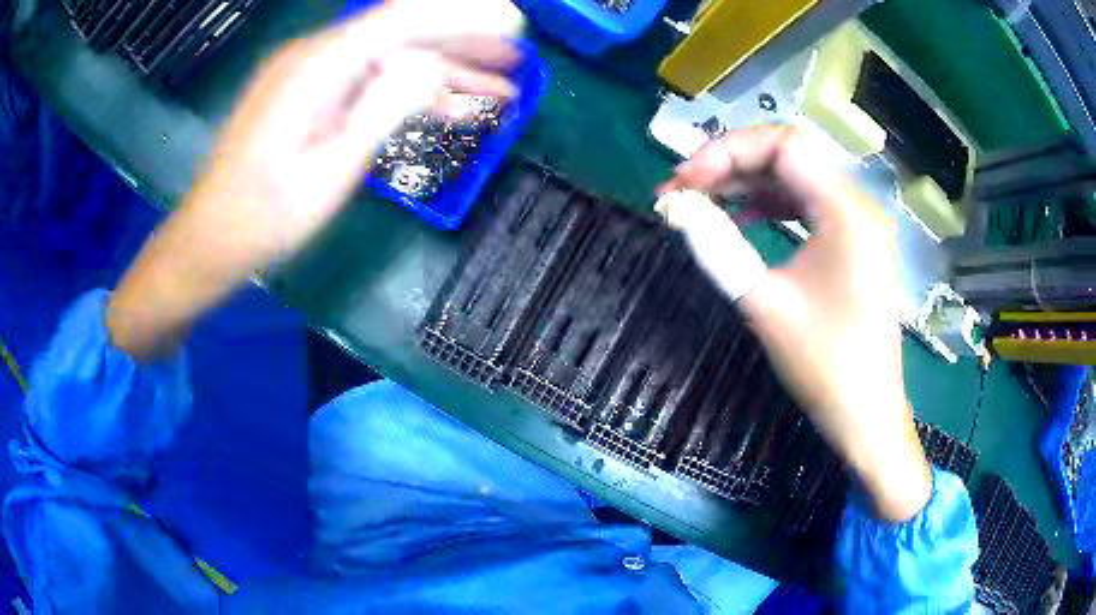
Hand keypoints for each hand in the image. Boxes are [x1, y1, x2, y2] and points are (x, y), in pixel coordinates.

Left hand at [108, 0, 523, 359]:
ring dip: (443, 72)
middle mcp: (314, 57)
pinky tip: (447, 109)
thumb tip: (431, 68)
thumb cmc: (265, 216)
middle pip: (400, 35)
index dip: (460, 16)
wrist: (212, 238)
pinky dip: (409, 92)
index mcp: (316, 67)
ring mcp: (311, 75)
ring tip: (500, 90)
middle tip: (516, 60)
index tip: (513, 20)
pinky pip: (369, 81)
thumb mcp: (329, 170)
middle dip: (462, 45)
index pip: (400, 20)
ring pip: (390, 60)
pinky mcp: (311, 96)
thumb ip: (381, 111)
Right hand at [659, 126, 930, 522]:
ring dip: (749, 183)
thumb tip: (675, 207)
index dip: (726, 151)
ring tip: (704, 200)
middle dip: (732, 165)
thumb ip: (717, 247)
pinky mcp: (856, 245)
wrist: (867, 416)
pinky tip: (743, 218)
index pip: (783, 145)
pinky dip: (773, 205)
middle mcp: (859, 206)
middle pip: (790, 157)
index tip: (684, 180)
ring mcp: (860, 225)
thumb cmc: (824, 365)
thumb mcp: (764, 304)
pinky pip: (810, 206)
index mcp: (846, 212)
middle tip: (683, 190)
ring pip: (798, 179)